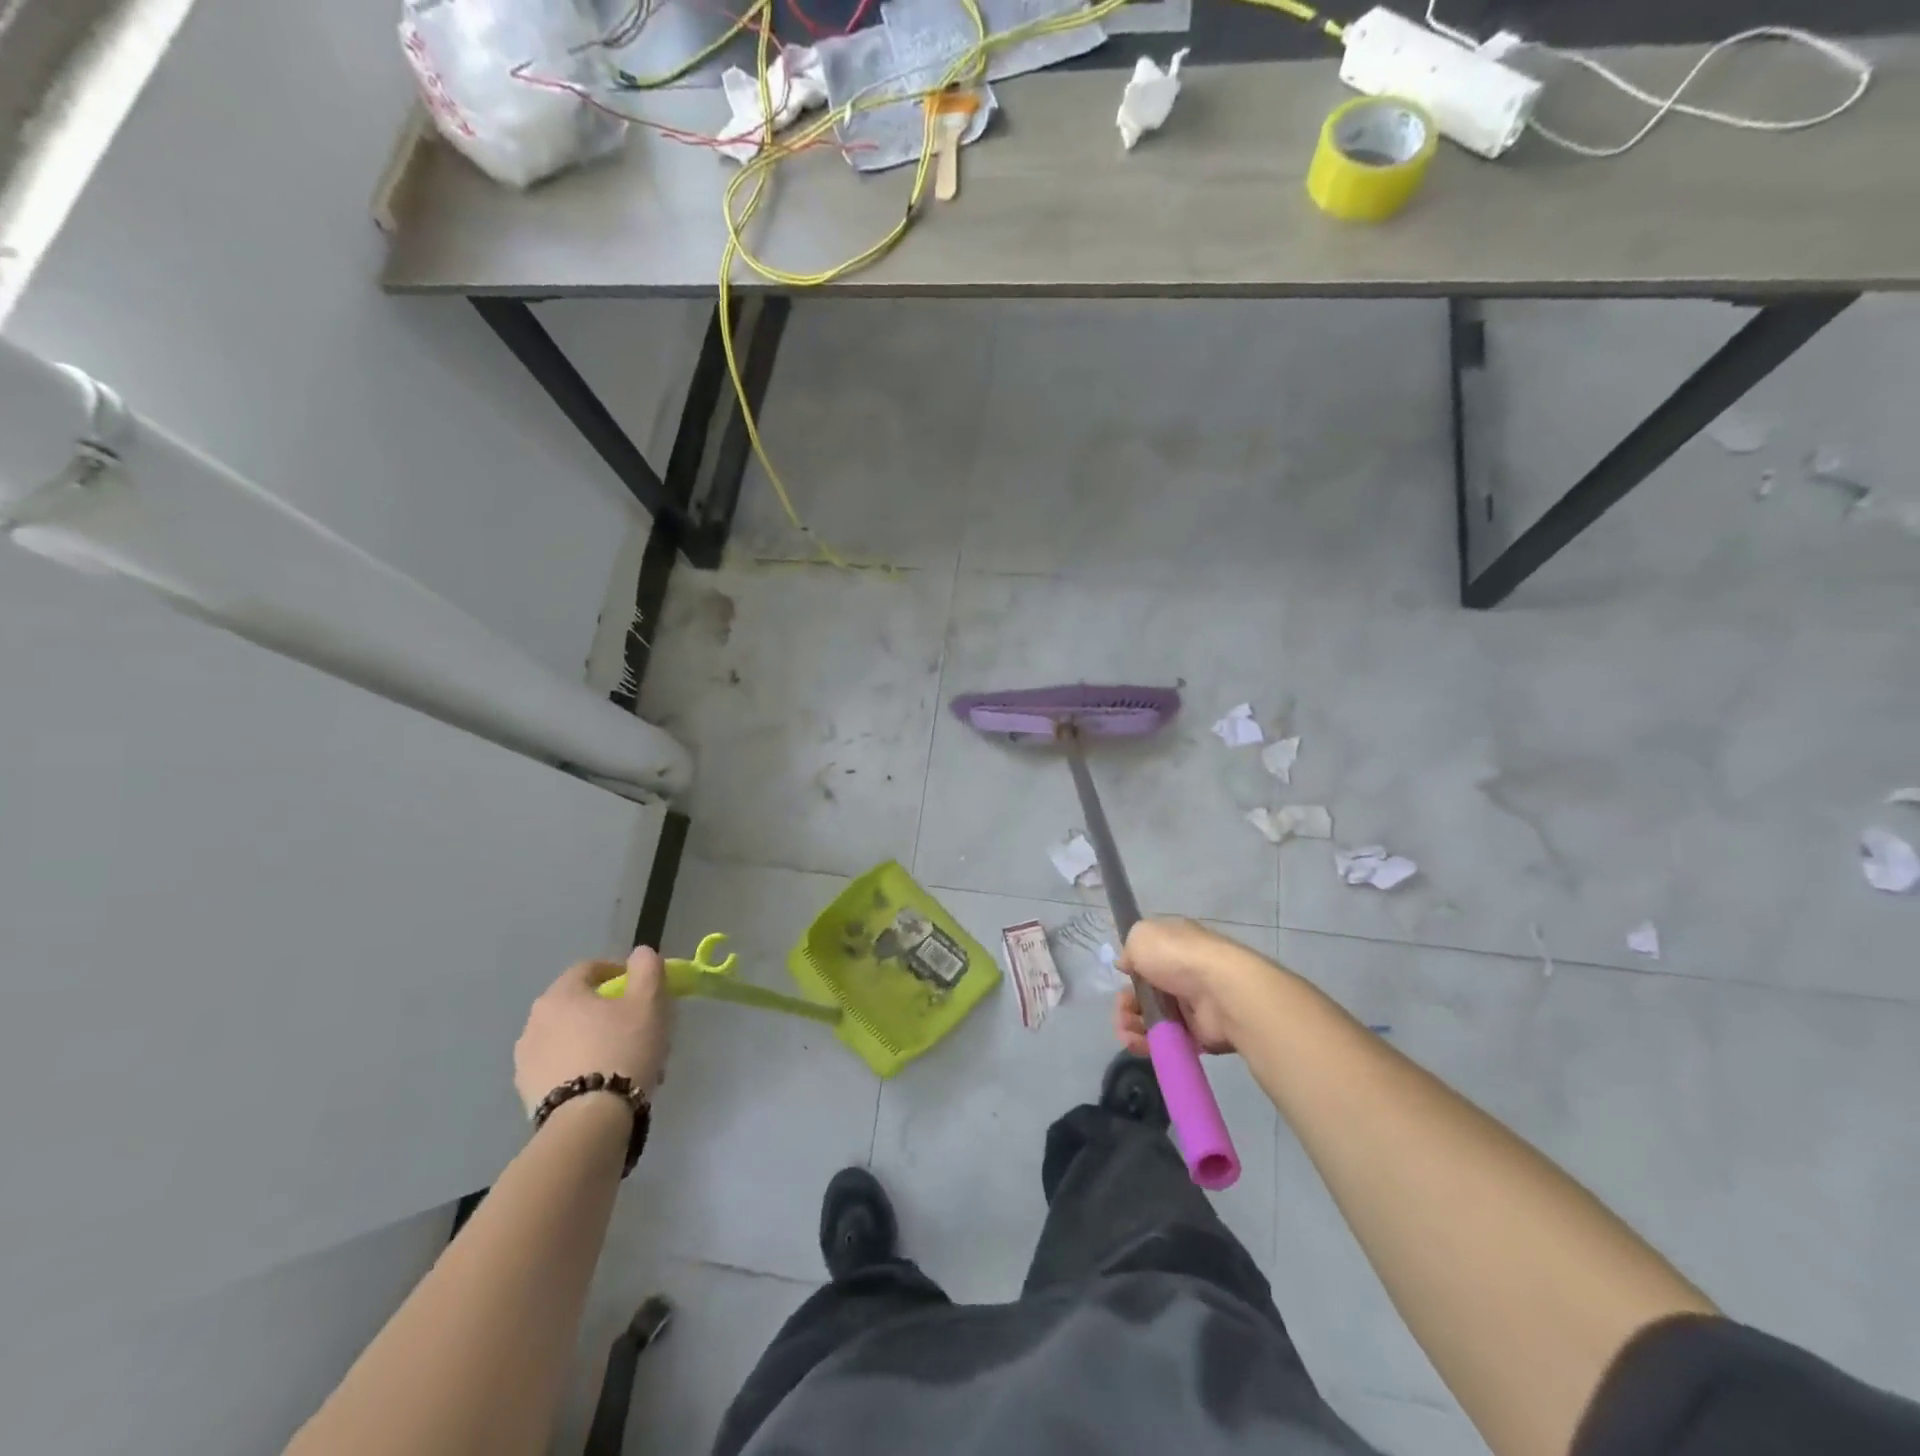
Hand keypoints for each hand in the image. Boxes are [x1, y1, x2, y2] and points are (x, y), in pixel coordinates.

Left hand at [514, 947, 673, 1115]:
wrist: (589, 1121)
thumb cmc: (623, 1049)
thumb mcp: (649, 1001)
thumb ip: (647, 968)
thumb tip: (640, 953)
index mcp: (560, 995)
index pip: (590, 969)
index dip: (619, 973)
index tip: (643, 989)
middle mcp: (534, 1022)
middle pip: (579, 1005)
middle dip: (609, 1011)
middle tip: (638, 1027)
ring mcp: (526, 1060)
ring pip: (570, 1038)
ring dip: (594, 1040)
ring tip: (624, 1060)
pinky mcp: (527, 1094)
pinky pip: (561, 1067)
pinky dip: (581, 1067)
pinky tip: (606, 1084)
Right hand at [1112, 917, 1251, 1056]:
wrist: (1221, 991)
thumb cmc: (1178, 956)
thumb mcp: (1142, 935)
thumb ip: (1129, 948)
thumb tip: (1127, 964)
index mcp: (1174, 945)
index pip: (1148, 957)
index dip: (1131, 968)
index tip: (1122, 975)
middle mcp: (1184, 973)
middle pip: (1146, 992)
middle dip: (1127, 1002)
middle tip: (1121, 1010)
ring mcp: (1191, 1005)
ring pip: (1153, 1018)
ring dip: (1132, 1024)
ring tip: (1125, 1031)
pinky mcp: (1197, 1035)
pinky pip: (1166, 1039)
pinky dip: (1146, 1043)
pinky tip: (1134, 1042)